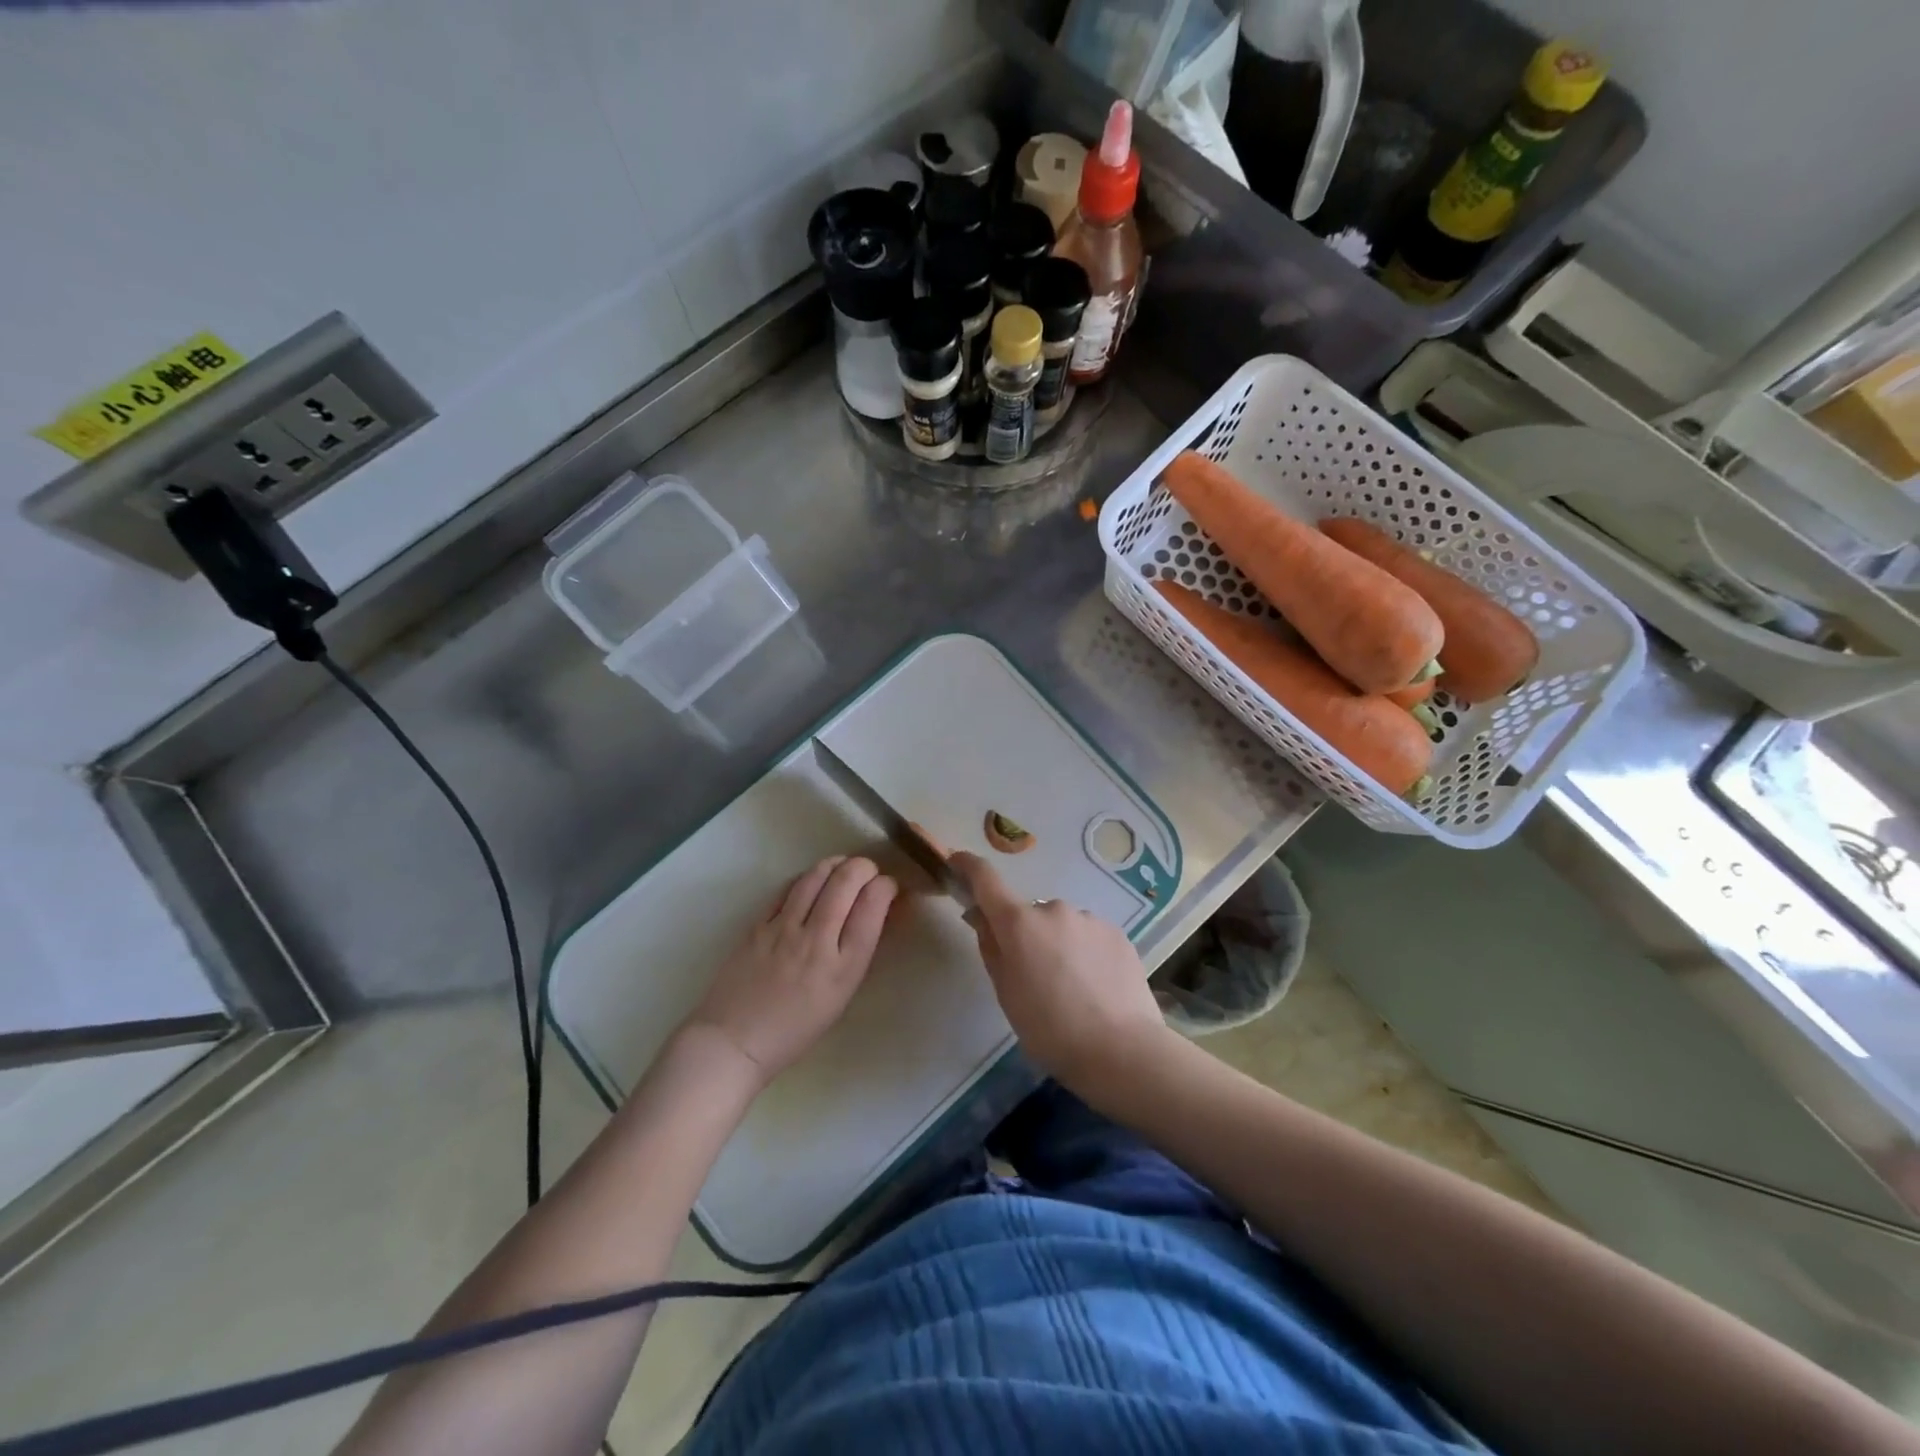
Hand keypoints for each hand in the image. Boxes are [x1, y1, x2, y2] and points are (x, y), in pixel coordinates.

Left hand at [684, 856, 896, 1089]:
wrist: (736, 1041)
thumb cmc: (796, 1028)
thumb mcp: (841, 995)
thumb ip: (858, 952)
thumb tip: (875, 913)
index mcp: (844, 967)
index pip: (873, 906)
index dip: (886, 886)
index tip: (888, 887)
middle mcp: (816, 941)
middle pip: (846, 882)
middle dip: (864, 867)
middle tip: (868, 872)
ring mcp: (784, 929)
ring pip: (816, 876)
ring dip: (836, 864)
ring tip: (843, 866)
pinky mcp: (758, 924)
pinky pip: (788, 888)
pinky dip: (807, 877)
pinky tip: (813, 880)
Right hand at [950, 851, 1166, 1091]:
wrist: (1122, 1050)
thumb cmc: (1050, 1029)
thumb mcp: (1006, 993)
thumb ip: (991, 947)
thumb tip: (981, 916)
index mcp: (1019, 923)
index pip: (986, 879)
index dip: (968, 866)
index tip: (957, 862)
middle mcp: (1053, 908)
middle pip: (1028, 914)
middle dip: (1025, 935)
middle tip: (1032, 975)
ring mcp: (1089, 919)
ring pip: (1061, 925)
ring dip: (1057, 944)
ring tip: (1070, 988)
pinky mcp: (1117, 934)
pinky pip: (1089, 936)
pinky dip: (1084, 953)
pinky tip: (1094, 987)